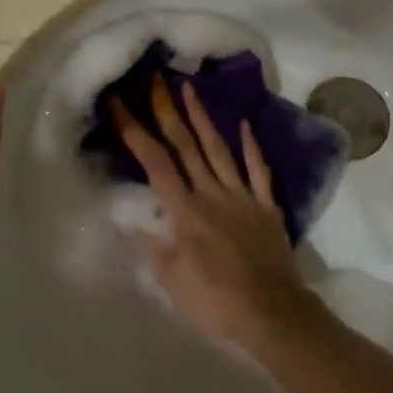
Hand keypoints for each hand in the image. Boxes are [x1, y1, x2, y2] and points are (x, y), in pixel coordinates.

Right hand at [112, 74, 317, 351]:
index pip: (154, 162)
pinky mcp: (265, 206)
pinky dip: (251, 146)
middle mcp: (211, 194)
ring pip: (218, 150)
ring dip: (203, 118)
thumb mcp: (172, 281)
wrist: (271, 312)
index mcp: (185, 211)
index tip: (120, 103)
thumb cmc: (215, 302)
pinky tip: (244, 124)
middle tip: (155, 80)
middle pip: (185, 146)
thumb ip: (153, 245)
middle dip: (167, 111)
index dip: (135, 130)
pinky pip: (258, 170)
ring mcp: (242, 196)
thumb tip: (133, 217)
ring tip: (190, 88)